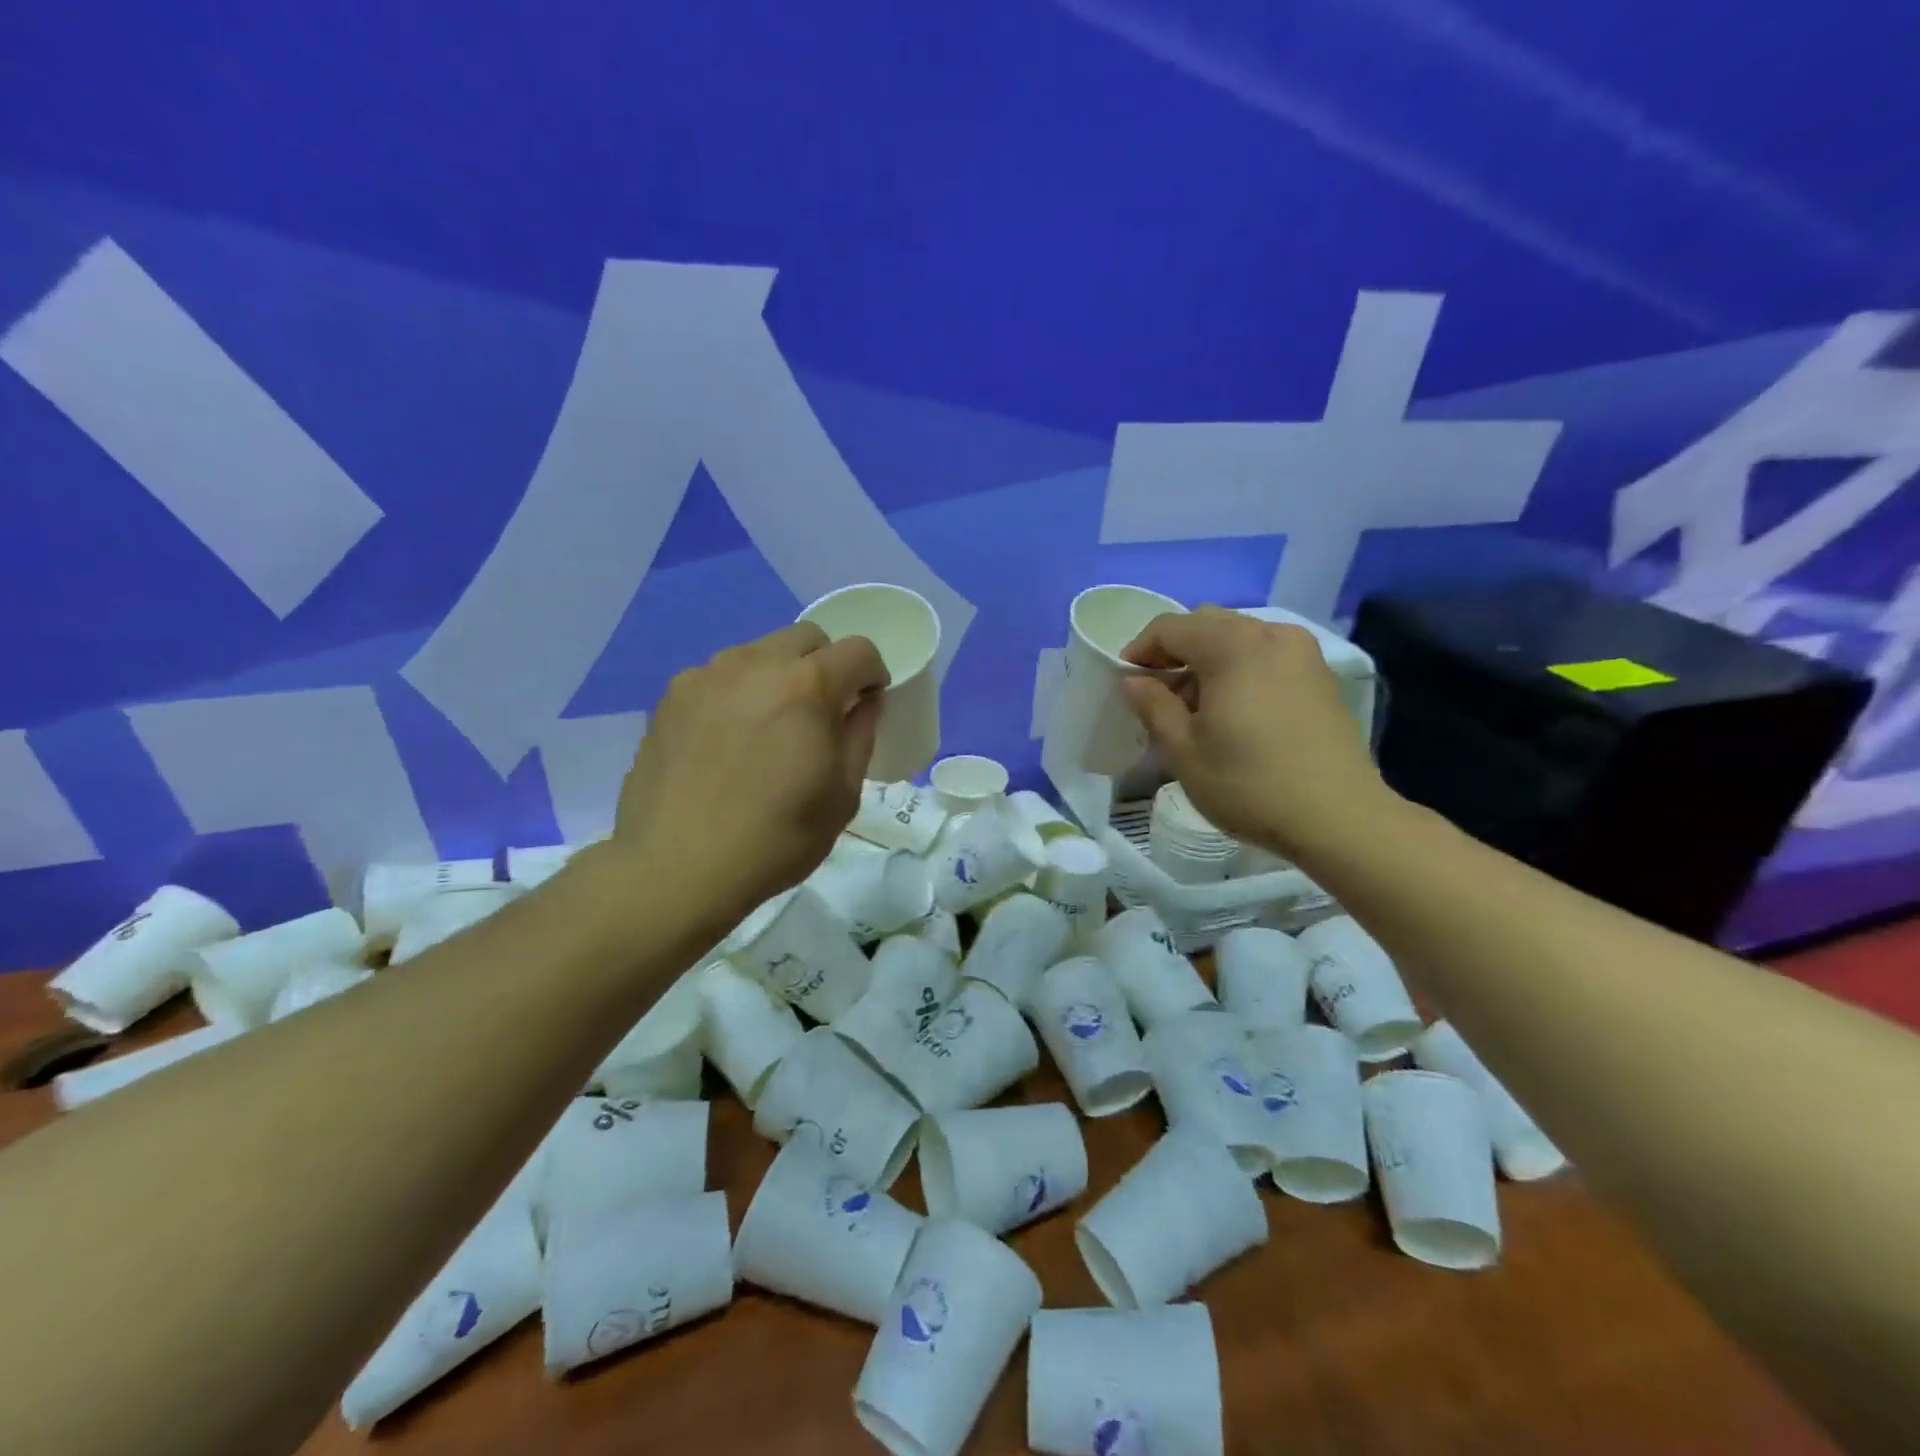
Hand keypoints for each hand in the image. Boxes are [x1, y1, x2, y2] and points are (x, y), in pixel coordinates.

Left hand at [603, 623, 888, 930]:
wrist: (676, 868)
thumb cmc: (775, 838)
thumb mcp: (843, 796)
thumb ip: (860, 735)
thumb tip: (863, 703)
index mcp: (807, 686)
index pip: (858, 649)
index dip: (872, 675)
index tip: (865, 705)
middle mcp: (755, 663)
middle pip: (807, 638)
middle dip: (826, 665)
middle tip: (819, 713)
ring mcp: (706, 675)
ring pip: (759, 652)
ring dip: (778, 676)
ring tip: (767, 728)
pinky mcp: (670, 697)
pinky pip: (719, 677)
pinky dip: (737, 694)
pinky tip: (726, 742)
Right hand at [1119, 607, 1391, 861]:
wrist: (1339, 818)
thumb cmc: (1249, 784)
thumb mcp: (1184, 750)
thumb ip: (1153, 706)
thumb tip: (1132, 681)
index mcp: (1231, 645)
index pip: (1170, 627)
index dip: (1140, 650)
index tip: (1126, 682)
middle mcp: (1270, 634)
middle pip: (1206, 623)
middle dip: (1175, 652)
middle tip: (1158, 694)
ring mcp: (1302, 653)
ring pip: (1239, 637)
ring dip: (1208, 660)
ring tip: (1197, 707)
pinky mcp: (1320, 676)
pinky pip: (1267, 655)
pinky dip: (1240, 669)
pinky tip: (1235, 711)